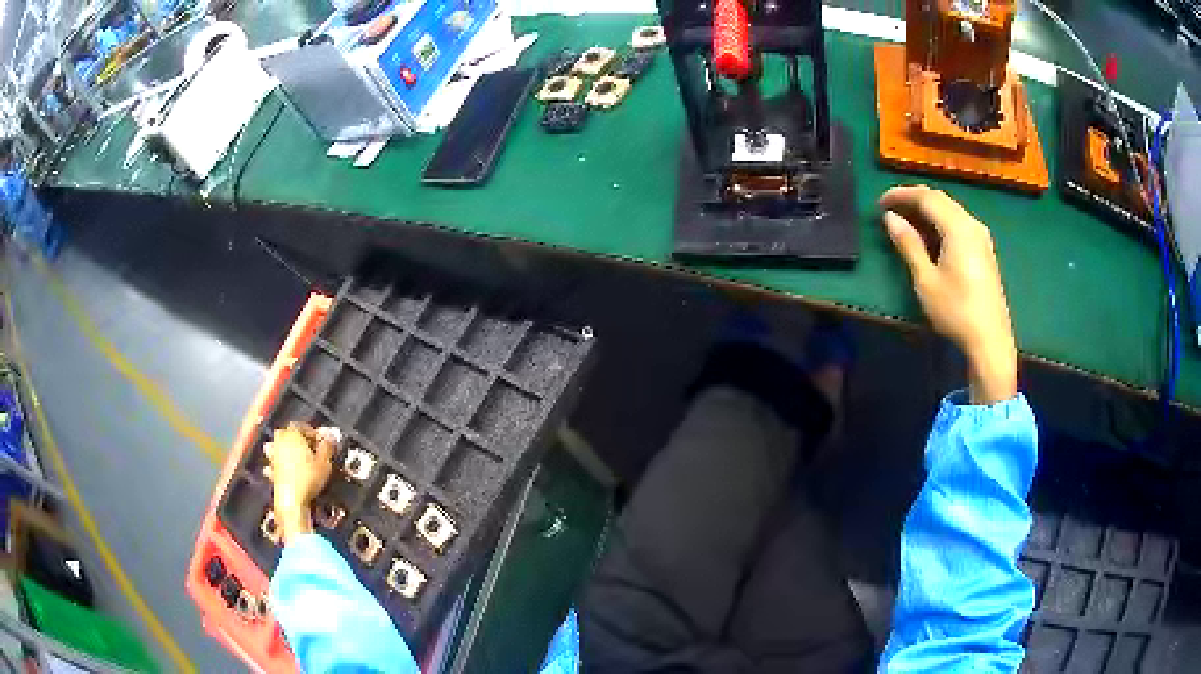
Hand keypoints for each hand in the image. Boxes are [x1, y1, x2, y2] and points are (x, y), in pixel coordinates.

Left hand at [264, 422, 334, 542]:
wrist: (292, 501)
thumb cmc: (307, 480)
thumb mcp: (325, 462)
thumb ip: (327, 447)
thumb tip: (330, 437)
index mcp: (292, 435)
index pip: (300, 425)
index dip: (311, 431)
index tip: (320, 439)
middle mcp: (280, 443)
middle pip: (286, 433)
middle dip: (296, 438)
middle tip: (308, 447)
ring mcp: (273, 457)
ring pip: (276, 446)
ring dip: (284, 449)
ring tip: (297, 457)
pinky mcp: (271, 472)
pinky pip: (274, 464)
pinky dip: (279, 465)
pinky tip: (287, 471)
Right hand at [880, 186, 1017, 404]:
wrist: (990, 340)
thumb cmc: (955, 311)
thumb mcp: (926, 279)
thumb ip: (909, 244)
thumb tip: (890, 218)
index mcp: (958, 227)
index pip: (926, 197)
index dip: (901, 194)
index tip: (880, 203)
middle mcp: (971, 224)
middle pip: (940, 199)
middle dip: (913, 200)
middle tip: (890, 210)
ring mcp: (981, 236)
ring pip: (950, 210)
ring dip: (927, 211)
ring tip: (905, 223)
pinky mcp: (984, 250)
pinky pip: (958, 223)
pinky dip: (940, 223)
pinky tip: (929, 237)